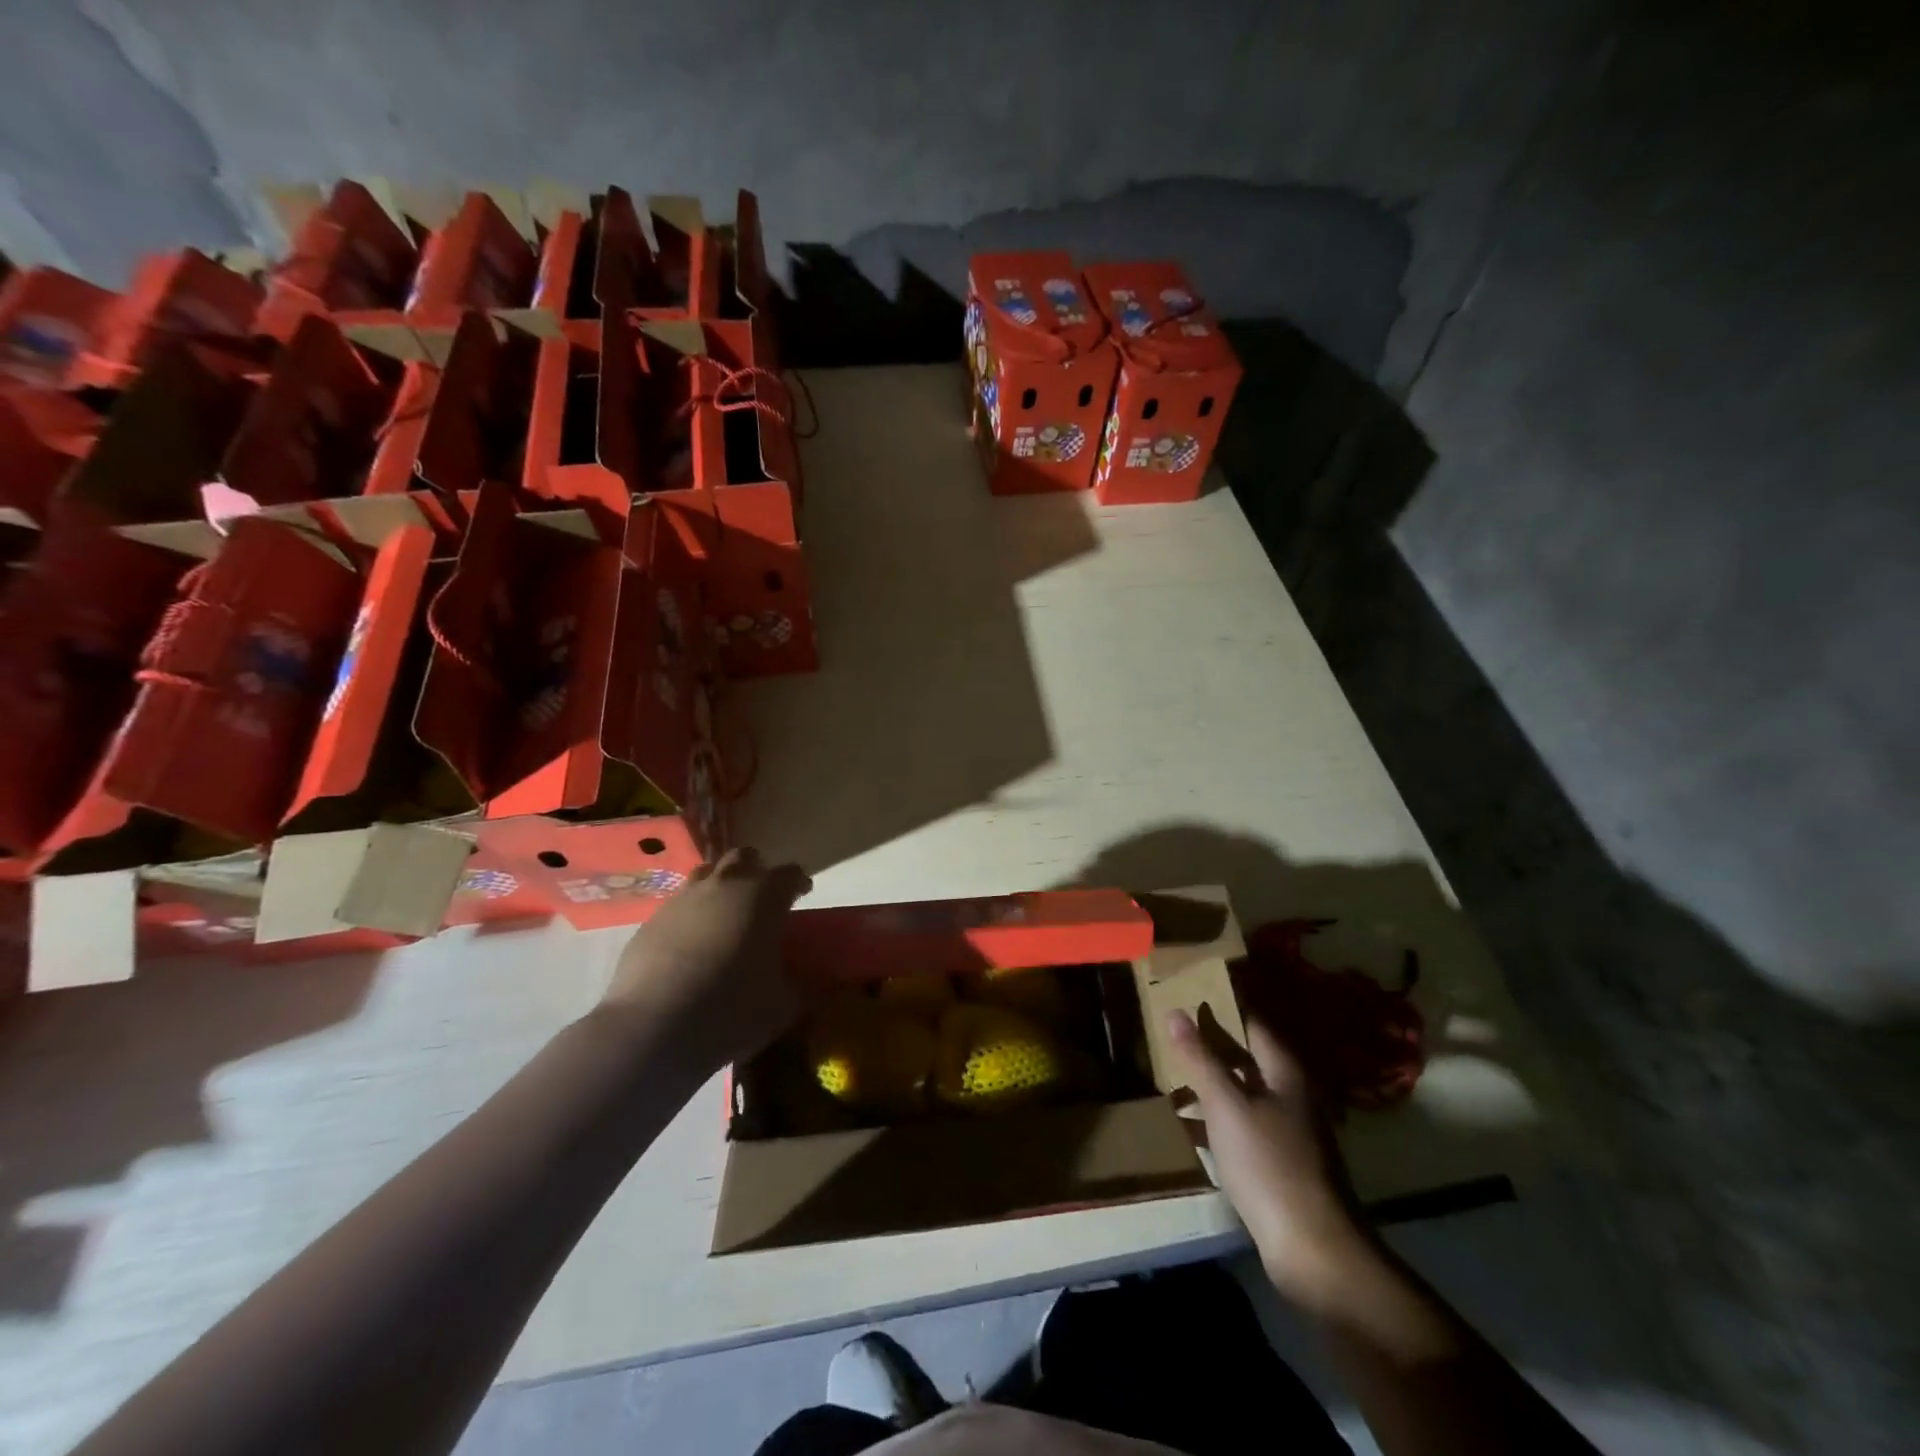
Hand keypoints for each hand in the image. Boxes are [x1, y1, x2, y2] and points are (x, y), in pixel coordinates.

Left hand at [596, 847, 812, 1072]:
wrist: (653, 1027)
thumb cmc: (731, 1009)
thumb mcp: (782, 1005)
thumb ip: (800, 988)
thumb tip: (807, 987)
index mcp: (764, 897)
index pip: (790, 873)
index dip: (798, 882)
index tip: (801, 894)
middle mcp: (724, 886)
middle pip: (744, 857)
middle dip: (756, 871)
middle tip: (762, 899)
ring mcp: (682, 899)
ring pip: (706, 874)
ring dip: (720, 886)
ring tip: (724, 916)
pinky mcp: (650, 920)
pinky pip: (677, 905)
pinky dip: (690, 916)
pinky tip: (690, 946)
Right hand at [1168, 1008, 1374, 1312]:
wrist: (1315, 1250)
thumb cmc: (1269, 1164)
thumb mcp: (1226, 1106)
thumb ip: (1201, 1059)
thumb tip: (1176, 1012)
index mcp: (1285, 1072)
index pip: (1251, 1023)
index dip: (1221, 1007)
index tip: (1187, 994)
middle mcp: (1293, 1094)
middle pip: (1248, 1056)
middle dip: (1211, 1044)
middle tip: (1171, 1031)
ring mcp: (1290, 1130)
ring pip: (1244, 1091)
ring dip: (1212, 1081)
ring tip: (1172, 1072)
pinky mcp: (1282, 1162)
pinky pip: (1244, 1123)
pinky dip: (1218, 1116)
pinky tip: (1190, 1122)